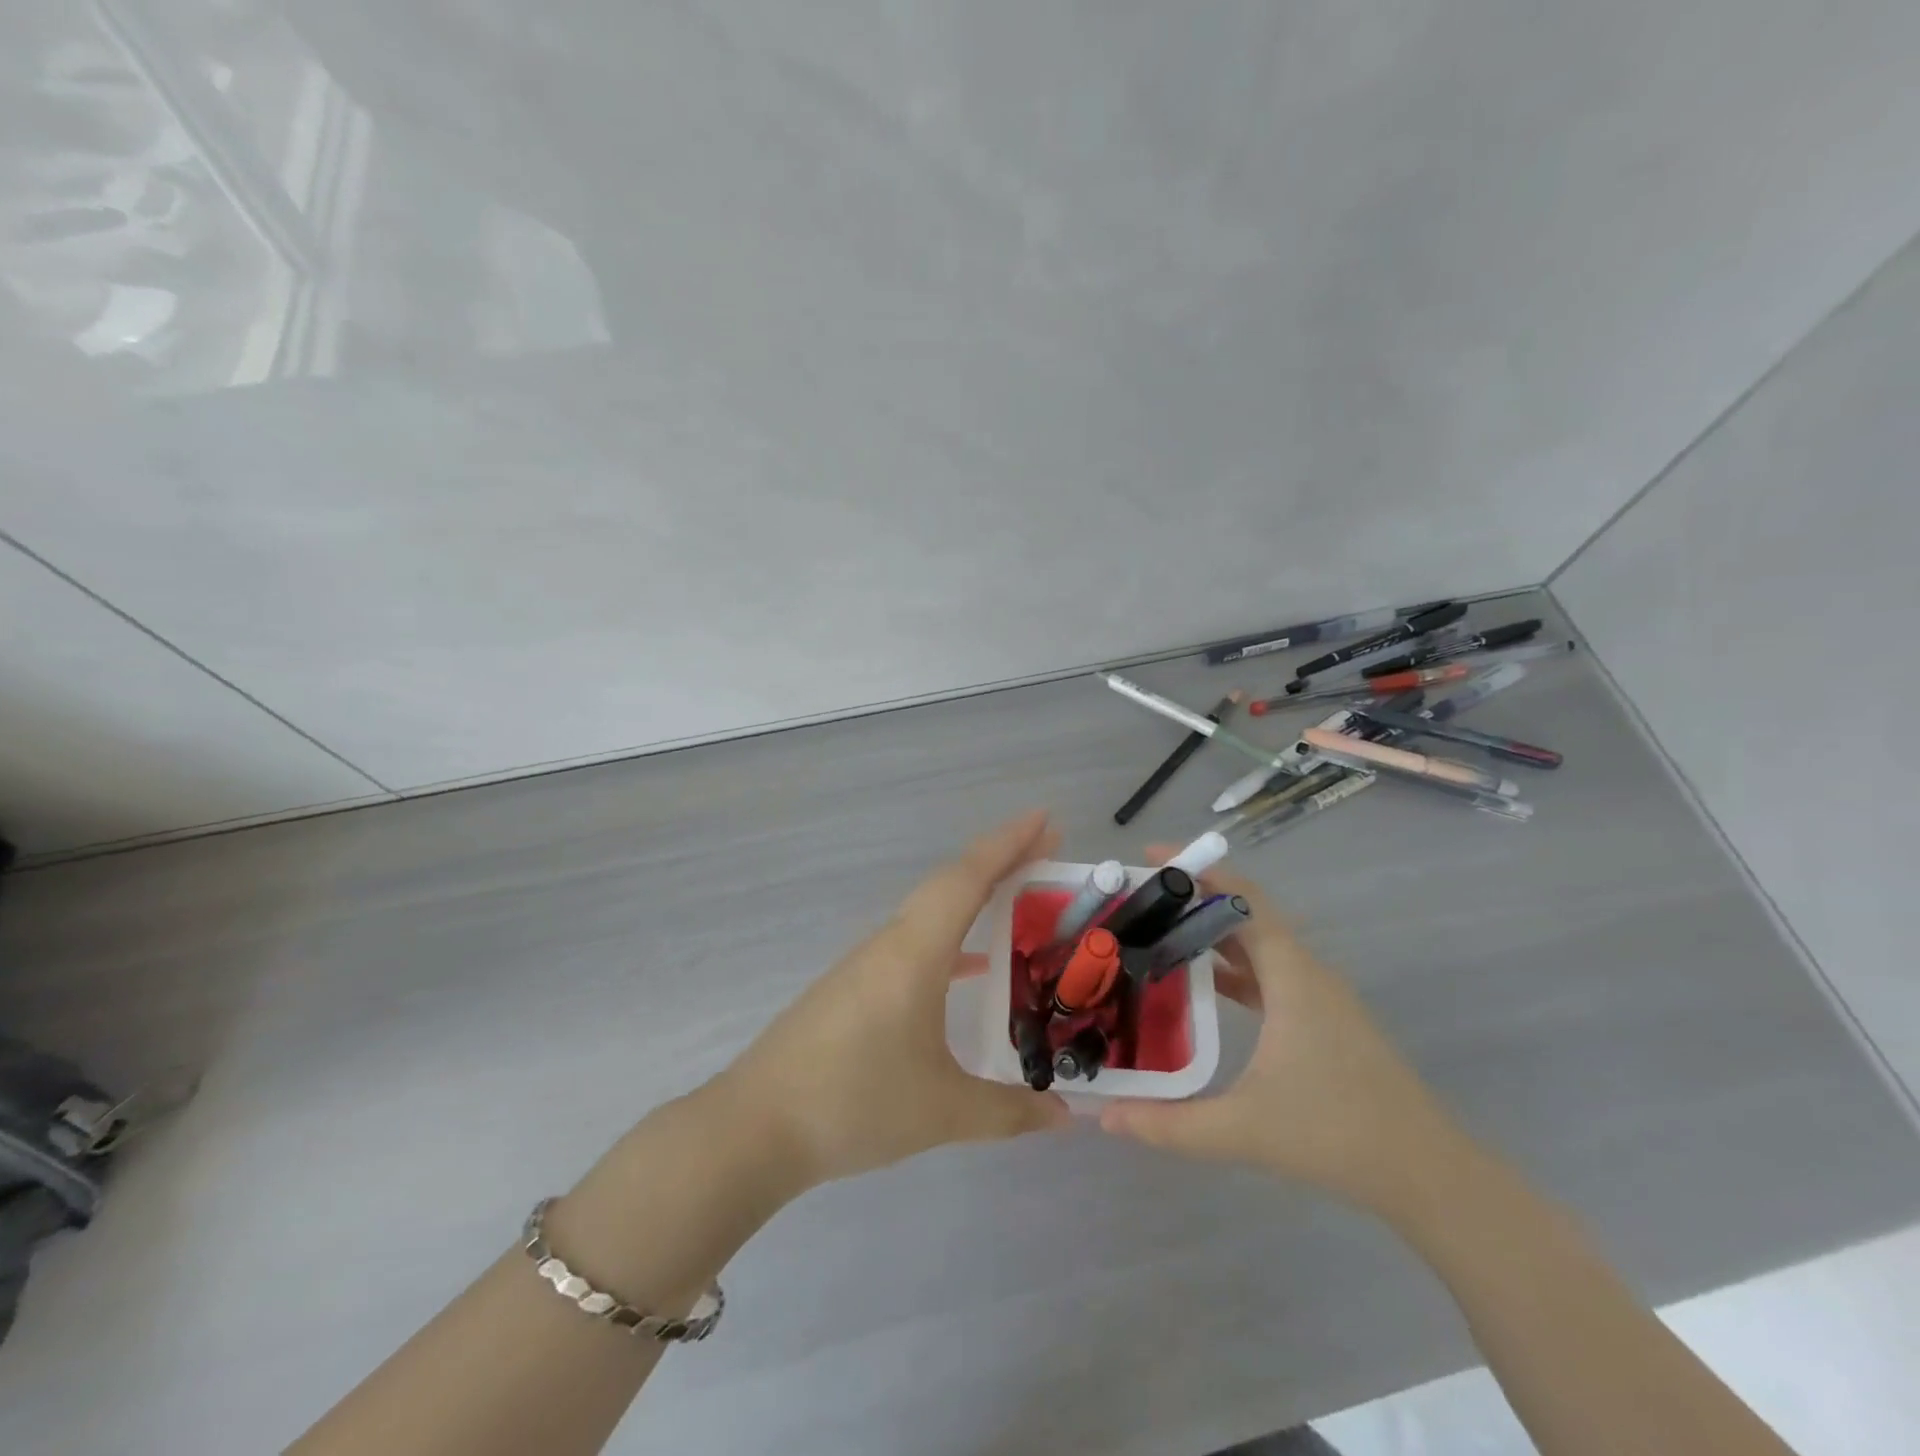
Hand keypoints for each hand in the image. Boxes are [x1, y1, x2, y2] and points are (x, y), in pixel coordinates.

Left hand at [719, 810, 1071, 1189]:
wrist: (756, 1127)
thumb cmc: (854, 1104)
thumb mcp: (942, 1112)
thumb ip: (1010, 1112)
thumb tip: (1068, 1116)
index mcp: (914, 952)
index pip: (968, 879)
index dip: (1009, 844)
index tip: (1045, 818)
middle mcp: (890, 943)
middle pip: (951, 883)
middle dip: (1000, 861)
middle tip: (1046, 850)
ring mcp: (866, 963)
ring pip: (929, 911)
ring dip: (974, 896)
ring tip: (1019, 898)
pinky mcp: (853, 986)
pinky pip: (913, 942)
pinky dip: (950, 937)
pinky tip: (970, 967)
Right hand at [1099, 848, 1474, 1216]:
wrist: (1428, 1174)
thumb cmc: (1337, 1136)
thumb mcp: (1243, 1130)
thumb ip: (1167, 1124)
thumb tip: (1101, 1115)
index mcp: (1290, 974)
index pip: (1241, 896)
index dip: (1196, 869)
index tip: (1148, 857)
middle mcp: (1305, 971)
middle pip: (1244, 911)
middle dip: (1190, 898)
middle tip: (1136, 901)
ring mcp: (1318, 994)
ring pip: (1257, 942)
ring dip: (1210, 932)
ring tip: (1155, 934)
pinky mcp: (1323, 1017)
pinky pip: (1268, 971)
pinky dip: (1231, 965)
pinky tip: (1199, 985)